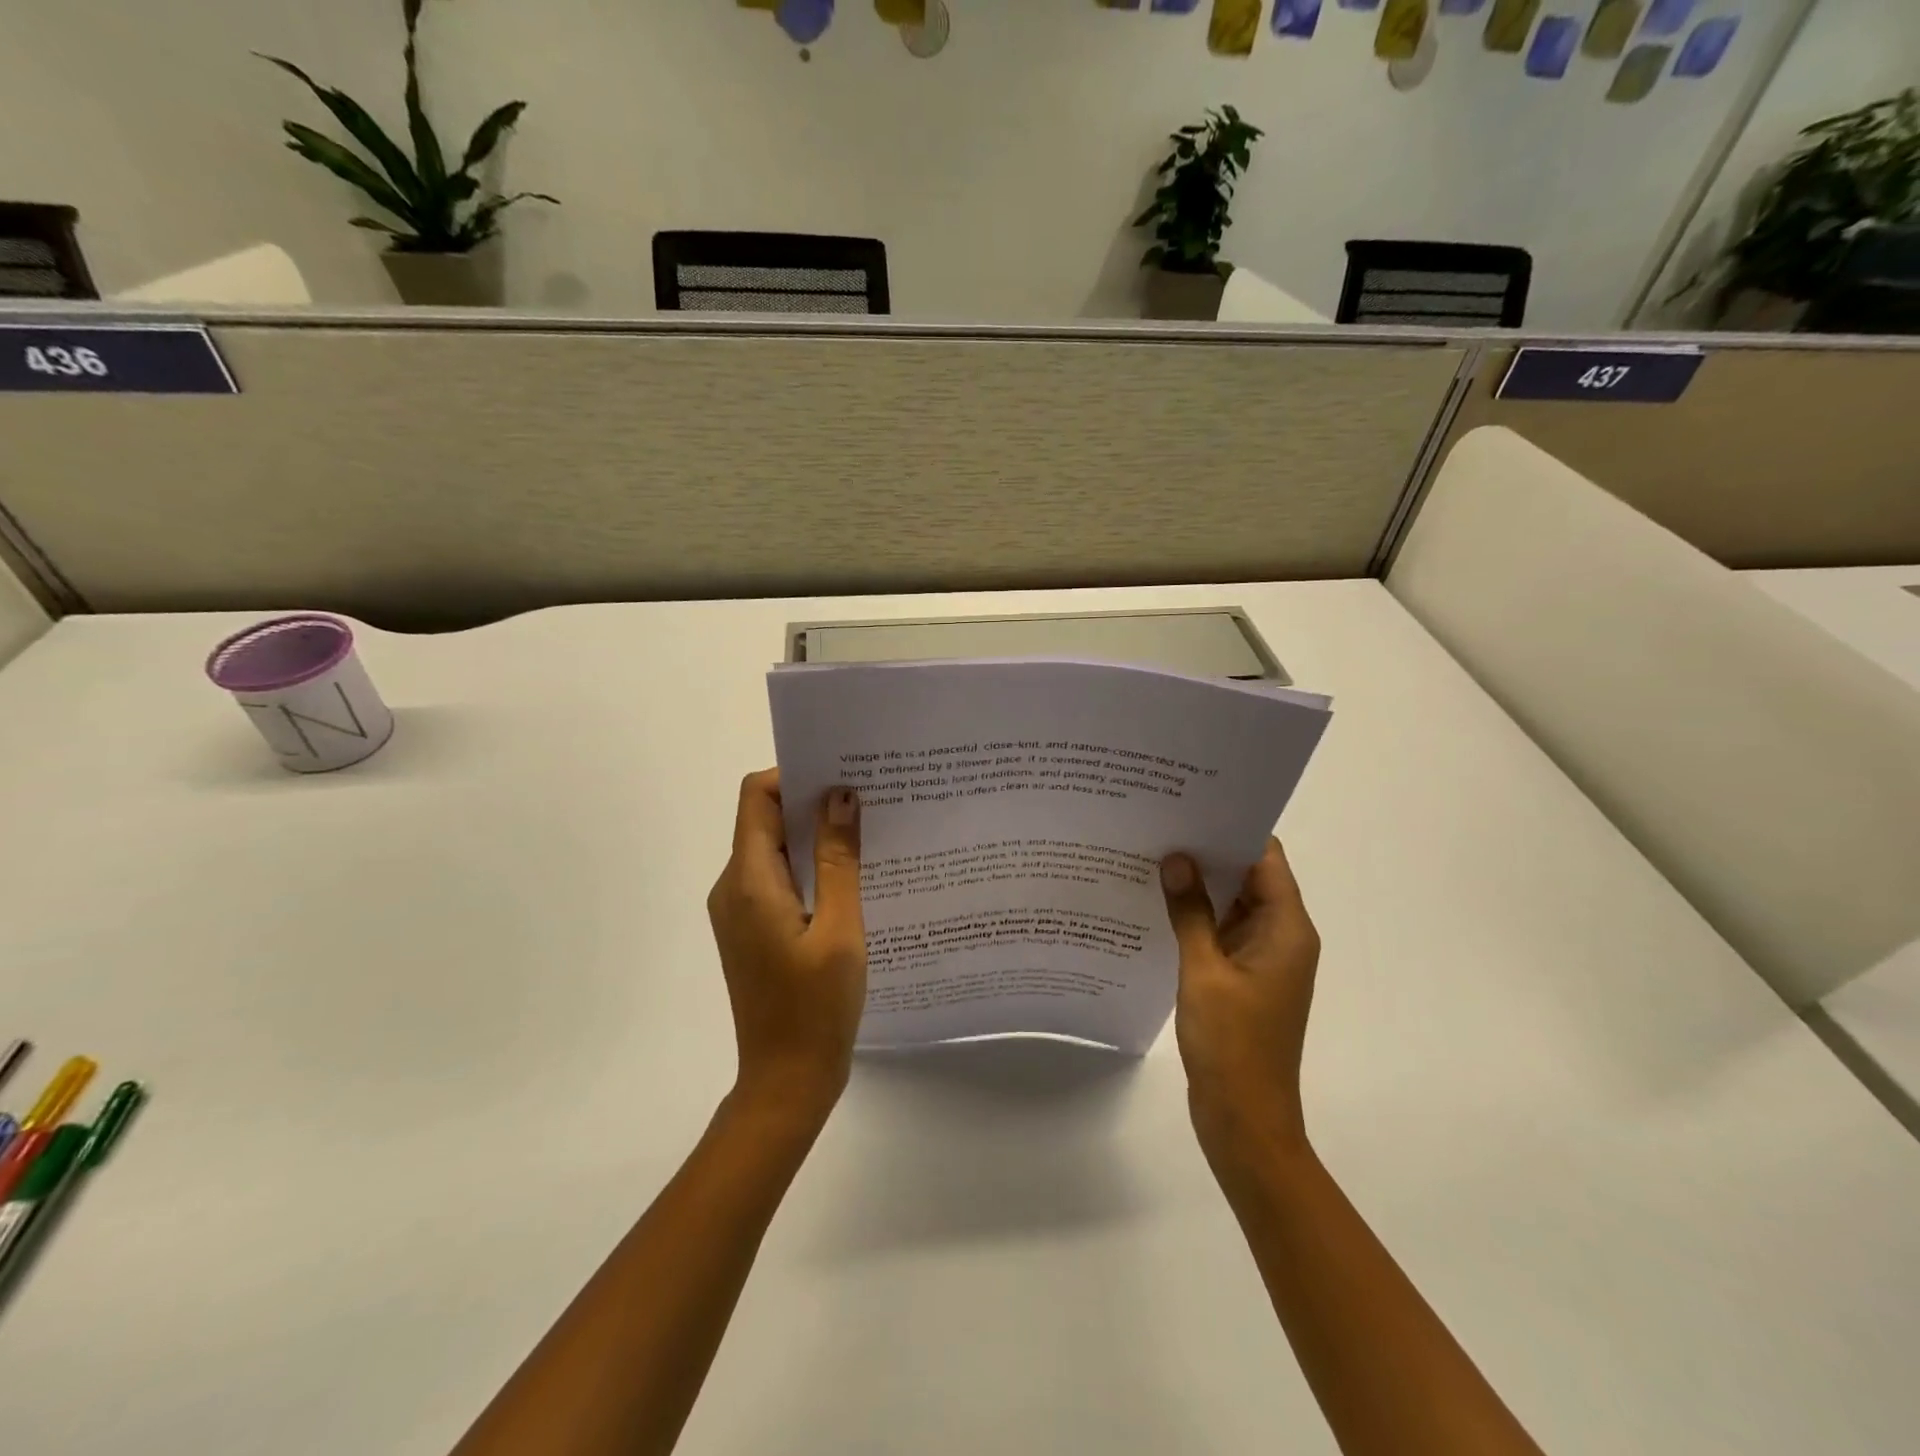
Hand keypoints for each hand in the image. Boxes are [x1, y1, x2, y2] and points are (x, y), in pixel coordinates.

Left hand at [706, 770, 866, 1120]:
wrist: (786, 1082)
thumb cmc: (816, 1008)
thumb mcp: (839, 929)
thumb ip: (839, 859)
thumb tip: (840, 794)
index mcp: (748, 881)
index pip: (756, 796)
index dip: (795, 775)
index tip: (843, 774)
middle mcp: (733, 887)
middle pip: (764, 818)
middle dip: (812, 801)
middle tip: (868, 798)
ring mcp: (740, 910)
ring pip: (774, 848)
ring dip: (814, 835)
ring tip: (868, 832)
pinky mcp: (752, 928)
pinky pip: (778, 878)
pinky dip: (810, 866)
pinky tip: (851, 876)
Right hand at [1160, 838, 1319, 1158]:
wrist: (1245, 1121)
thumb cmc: (1233, 1044)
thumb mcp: (1204, 972)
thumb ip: (1191, 912)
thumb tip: (1177, 857)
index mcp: (1287, 930)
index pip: (1265, 859)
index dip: (1233, 828)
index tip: (1192, 803)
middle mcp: (1282, 937)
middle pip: (1250, 877)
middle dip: (1209, 851)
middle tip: (1161, 821)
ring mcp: (1262, 959)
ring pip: (1233, 904)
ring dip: (1201, 883)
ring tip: (1154, 852)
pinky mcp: (1243, 978)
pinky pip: (1222, 931)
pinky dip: (1197, 915)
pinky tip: (1158, 902)